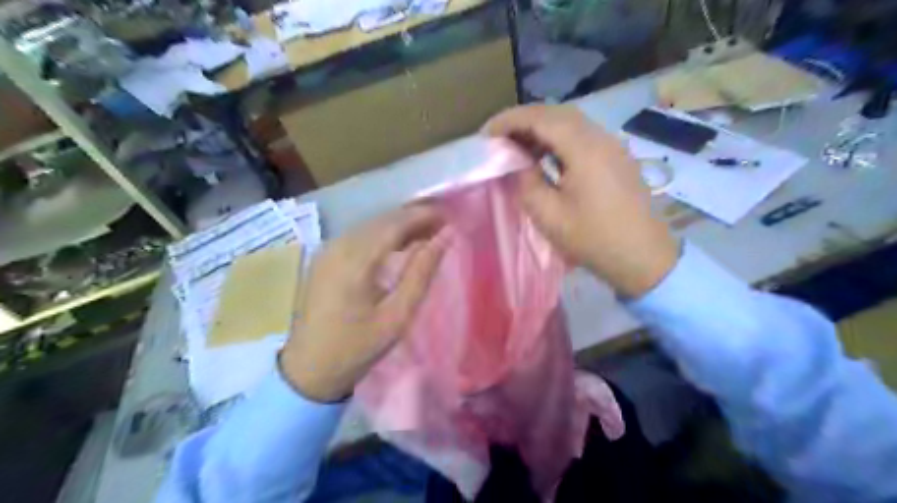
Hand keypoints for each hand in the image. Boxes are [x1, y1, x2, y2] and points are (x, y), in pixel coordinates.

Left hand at [279, 206, 448, 402]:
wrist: (308, 370)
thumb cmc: (357, 347)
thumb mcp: (397, 316)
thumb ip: (421, 273)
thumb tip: (445, 238)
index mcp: (354, 261)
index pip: (395, 223)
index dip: (423, 215)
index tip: (449, 216)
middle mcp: (337, 246)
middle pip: (382, 220)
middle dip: (414, 217)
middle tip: (443, 224)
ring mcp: (327, 250)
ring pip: (370, 225)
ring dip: (399, 225)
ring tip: (427, 233)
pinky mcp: (324, 257)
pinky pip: (359, 235)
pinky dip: (383, 234)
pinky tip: (399, 244)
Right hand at [484, 102, 680, 295]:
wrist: (643, 257)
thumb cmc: (593, 239)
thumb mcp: (549, 216)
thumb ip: (527, 182)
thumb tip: (517, 163)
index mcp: (584, 149)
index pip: (540, 117)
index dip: (509, 120)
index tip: (486, 134)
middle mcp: (601, 137)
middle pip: (556, 113)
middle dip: (523, 121)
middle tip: (498, 139)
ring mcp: (612, 145)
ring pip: (570, 123)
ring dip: (541, 129)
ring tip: (517, 147)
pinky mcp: (616, 157)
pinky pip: (582, 136)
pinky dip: (558, 139)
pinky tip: (546, 157)